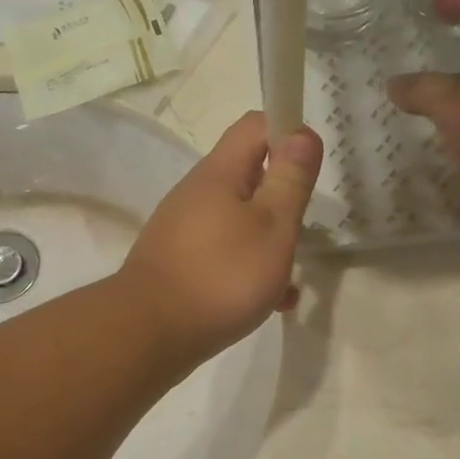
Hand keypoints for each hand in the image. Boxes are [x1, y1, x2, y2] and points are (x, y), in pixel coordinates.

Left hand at [119, 111, 322, 362]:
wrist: (149, 333)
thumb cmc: (221, 276)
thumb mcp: (272, 226)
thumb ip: (290, 179)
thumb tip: (301, 132)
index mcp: (218, 173)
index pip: (255, 125)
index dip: (288, 134)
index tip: (310, 170)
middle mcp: (196, 193)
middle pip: (248, 175)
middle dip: (281, 199)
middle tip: (299, 232)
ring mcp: (183, 229)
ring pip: (238, 219)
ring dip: (268, 240)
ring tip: (287, 279)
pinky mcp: (178, 262)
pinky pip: (223, 252)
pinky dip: (247, 268)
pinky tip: (268, 302)